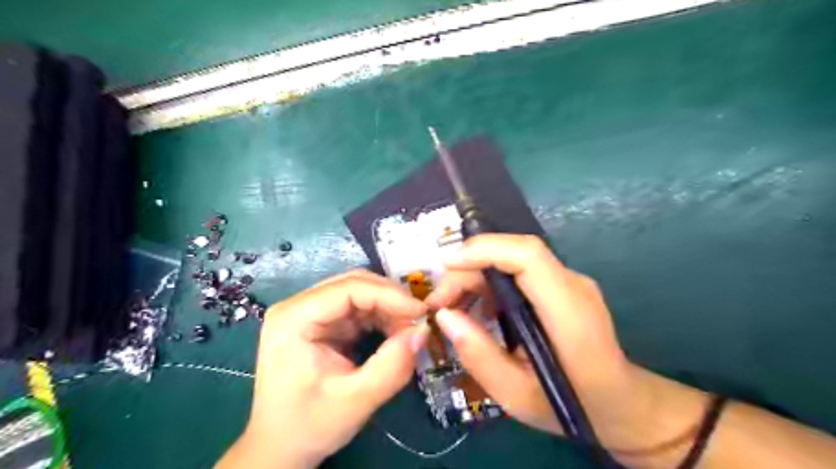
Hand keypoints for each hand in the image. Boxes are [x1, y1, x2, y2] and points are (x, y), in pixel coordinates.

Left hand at [217, 268, 430, 466]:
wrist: (280, 448)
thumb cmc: (308, 426)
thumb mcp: (355, 401)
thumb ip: (392, 366)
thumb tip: (423, 331)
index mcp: (294, 318)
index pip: (348, 288)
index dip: (389, 295)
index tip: (421, 311)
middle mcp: (299, 306)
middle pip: (354, 284)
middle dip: (391, 299)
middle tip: (420, 318)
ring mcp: (310, 313)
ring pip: (360, 294)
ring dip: (389, 308)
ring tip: (410, 329)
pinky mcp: (322, 324)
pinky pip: (358, 309)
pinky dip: (381, 318)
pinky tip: (395, 333)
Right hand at [428, 235, 656, 450]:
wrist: (621, 403)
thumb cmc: (572, 406)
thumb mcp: (516, 395)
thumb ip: (479, 355)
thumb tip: (444, 315)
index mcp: (569, 313)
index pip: (528, 256)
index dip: (484, 250)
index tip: (446, 266)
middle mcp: (572, 285)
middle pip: (513, 254)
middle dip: (468, 269)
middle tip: (440, 303)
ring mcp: (569, 282)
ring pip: (512, 260)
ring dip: (475, 276)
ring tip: (452, 308)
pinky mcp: (561, 286)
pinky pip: (518, 272)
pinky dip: (490, 284)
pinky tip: (478, 311)